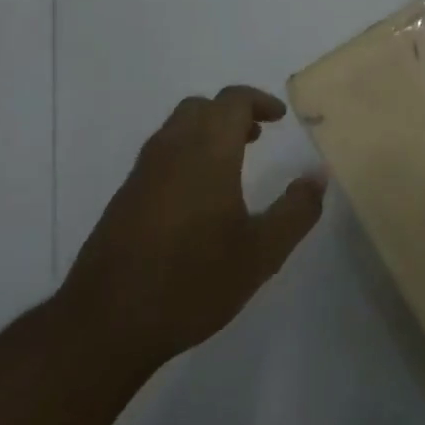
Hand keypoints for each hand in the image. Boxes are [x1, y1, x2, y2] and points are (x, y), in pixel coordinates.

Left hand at [61, 85, 325, 366]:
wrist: (106, 323)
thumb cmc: (193, 282)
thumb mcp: (263, 253)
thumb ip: (297, 210)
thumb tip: (318, 175)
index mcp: (207, 154)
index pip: (231, 101)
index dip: (259, 100)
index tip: (280, 117)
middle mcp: (170, 152)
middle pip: (200, 108)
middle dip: (231, 113)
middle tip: (257, 136)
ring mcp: (141, 175)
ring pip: (175, 130)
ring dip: (207, 133)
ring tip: (233, 165)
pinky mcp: (124, 199)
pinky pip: (160, 156)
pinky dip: (186, 155)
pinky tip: (199, 199)